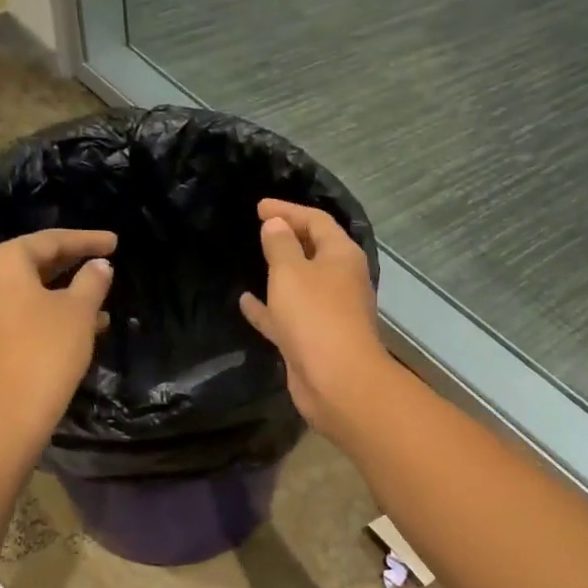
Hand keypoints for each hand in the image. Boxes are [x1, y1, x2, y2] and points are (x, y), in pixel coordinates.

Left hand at [0, 229, 115, 430]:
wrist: (8, 414)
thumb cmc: (47, 351)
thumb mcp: (79, 312)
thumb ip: (92, 281)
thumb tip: (99, 266)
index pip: (49, 241)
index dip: (86, 241)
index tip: (115, 243)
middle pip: (29, 264)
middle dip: (69, 266)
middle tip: (101, 264)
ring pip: (21, 292)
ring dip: (58, 294)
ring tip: (97, 303)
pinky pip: (10, 314)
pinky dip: (39, 314)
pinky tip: (73, 327)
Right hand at [238, 200, 391, 436]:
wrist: (336, 380)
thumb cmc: (315, 316)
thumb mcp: (291, 271)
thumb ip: (280, 244)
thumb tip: (276, 224)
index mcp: (342, 256)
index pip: (317, 221)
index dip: (288, 210)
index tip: (259, 207)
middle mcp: (340, 281)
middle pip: (313, 251)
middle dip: (287, 239)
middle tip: (258, 229)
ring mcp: (328, 313)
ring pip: (301, 285)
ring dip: (279, 273)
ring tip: (251, 261)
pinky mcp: (313, 340)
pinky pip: (288, 316)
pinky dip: (269, 308)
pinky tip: (245, 302)